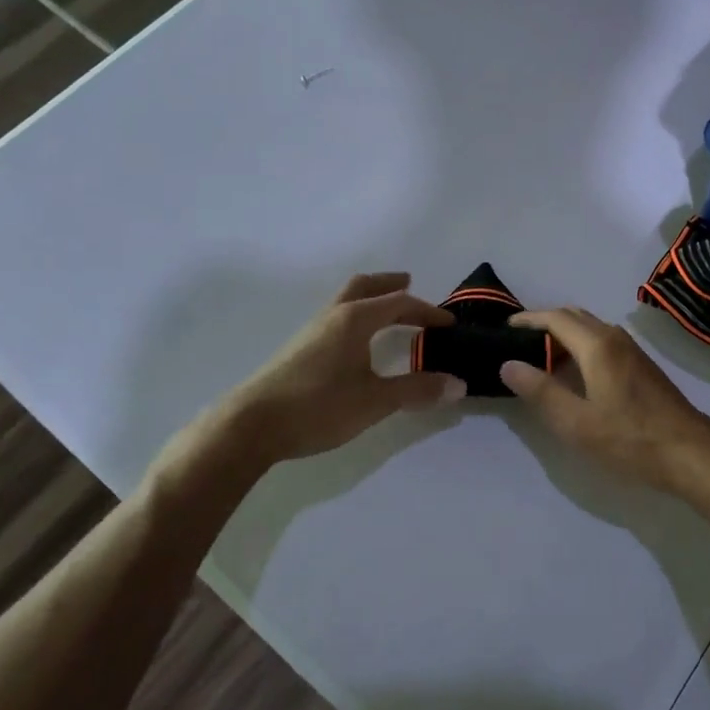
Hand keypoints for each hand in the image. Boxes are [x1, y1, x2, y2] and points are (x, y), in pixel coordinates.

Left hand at [171, 274, 465, 478]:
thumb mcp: (375, 401)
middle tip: (409, 284)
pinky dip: (355, 316)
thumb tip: (458, 384)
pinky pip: (335, 318)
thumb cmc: (319, 406)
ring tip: (386, 311)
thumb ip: (417, 390)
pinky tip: (356, 342)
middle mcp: (333, 316)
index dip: (426, 311)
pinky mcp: (299, 349)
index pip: (398, 303)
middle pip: (364, 286)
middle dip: (389, 284)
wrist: (252, 425)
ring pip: (345, 300)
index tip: (448, 324)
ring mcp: (312, 331)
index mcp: (355, 319)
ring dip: (370, 299)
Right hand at [500, 307, 709, 505]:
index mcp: (597, 345)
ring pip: (590, 328)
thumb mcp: (577, 422)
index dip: (528, 319)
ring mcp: (632, 350)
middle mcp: (615, 338)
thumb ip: (541, 391)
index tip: (504, 327)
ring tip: (540, 356)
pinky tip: (573, 371)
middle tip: (518, 341)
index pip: (555, 318)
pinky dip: (580, 344)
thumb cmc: (630, 439)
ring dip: (564, 333)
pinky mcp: (641, 365)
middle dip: (544, 322)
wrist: (691, 453)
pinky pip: (602, 340)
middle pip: (574, 316)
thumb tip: (508, 364)